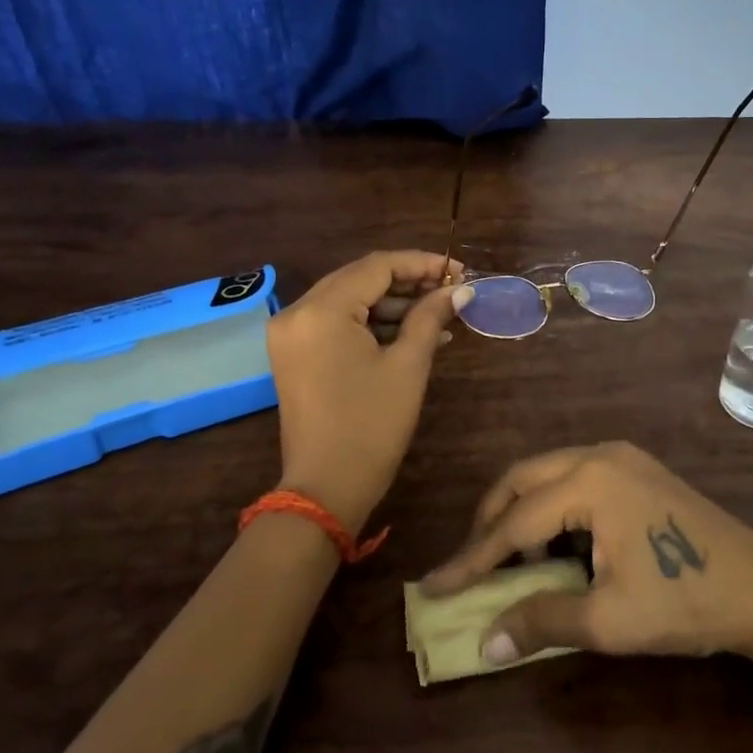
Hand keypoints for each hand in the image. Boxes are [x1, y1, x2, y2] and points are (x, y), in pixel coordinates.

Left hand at [266, 251, 472, 530]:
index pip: (376, 267)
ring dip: (394, 305)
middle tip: (452, 291)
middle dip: (409, 282)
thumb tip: (461, 289)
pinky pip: (338, 323)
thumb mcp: (408, 365)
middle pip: (360, 279)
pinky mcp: (295, 353)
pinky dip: (373, 325)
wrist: (326, 489)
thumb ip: (431, 316)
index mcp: (321, 310)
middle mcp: (297, 312)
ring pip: (350, 300)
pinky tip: (413, 333)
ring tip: (441, 316)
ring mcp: (292, 334)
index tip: (460, 271)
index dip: (422, 264)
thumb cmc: (372, 425)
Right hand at [419, 442, 752, 665]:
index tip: (434, 585)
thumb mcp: (607, 619)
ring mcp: (622, 456)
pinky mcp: (637, 467)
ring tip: (511, 560)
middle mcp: (598, 454)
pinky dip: (553, 506)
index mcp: (588, 481)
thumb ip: (540, 621)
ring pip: (548, 474)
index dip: (471, 558)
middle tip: (472, 566)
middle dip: (491, 521)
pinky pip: (575, 477)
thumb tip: (485, 643)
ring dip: (522, 511)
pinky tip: (557, 544)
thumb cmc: (684, 600)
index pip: (513, 522)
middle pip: (523, 479)